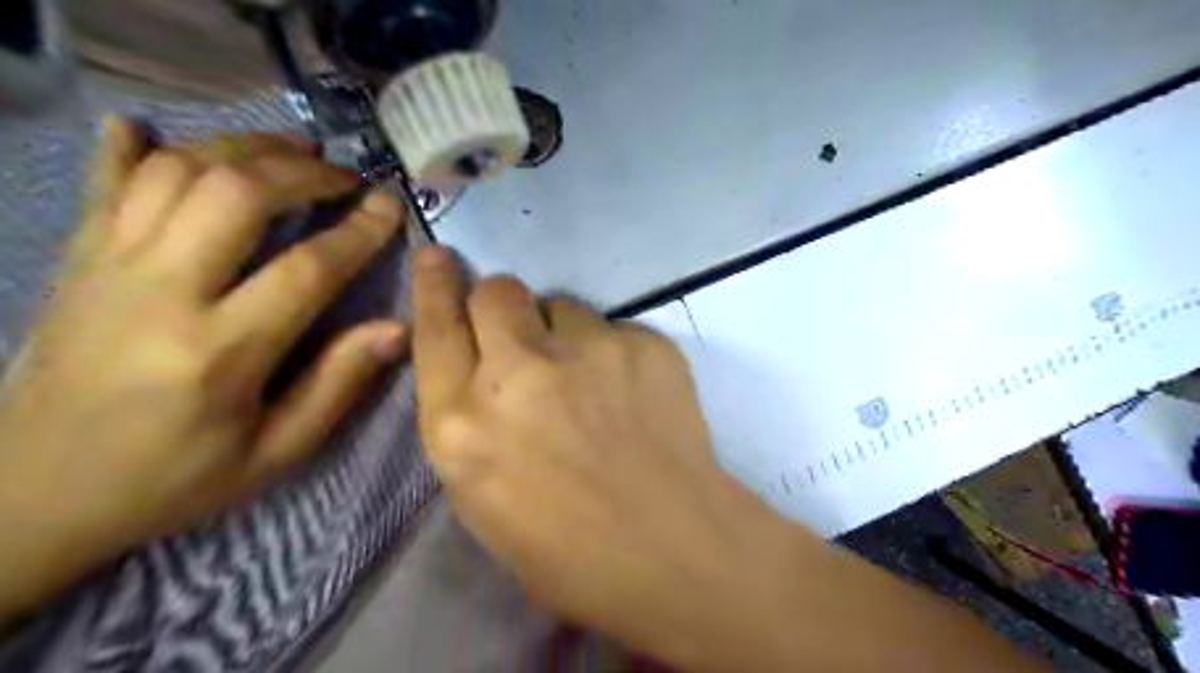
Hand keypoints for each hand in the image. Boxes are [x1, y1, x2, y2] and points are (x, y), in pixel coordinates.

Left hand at [0, 117, 407, 618]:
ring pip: (176, 173)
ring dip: (241, 148)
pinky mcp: (77, 261)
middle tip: (343, 175)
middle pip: (235, 195)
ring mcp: (108, 268)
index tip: (390, 205)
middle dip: (301, 173)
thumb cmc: (175, 478)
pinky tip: (152, 128)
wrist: (32, 495)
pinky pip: (104, 184)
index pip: (306, 269)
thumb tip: (398, 328)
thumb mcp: (277, 451)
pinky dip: (131, 147)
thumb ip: (339, 384)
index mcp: (220, 352)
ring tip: (290, 151)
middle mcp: (160, 293)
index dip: (358, 231)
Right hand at [409, 250, 795, 670]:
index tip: (437, 256)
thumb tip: (482, 370)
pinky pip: (614, 328)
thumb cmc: (567, 551)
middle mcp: (517, 371)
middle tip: (524, 337)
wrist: (672, 550)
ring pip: (561, 305)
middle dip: (503, 306)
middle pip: (497, 291)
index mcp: (462, 423)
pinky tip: (633, 395)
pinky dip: (614, 353)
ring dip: (564, 332)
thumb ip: (470, 422)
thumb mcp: (482, 499)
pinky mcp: (643, 343)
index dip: (433, 285)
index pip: (435, 328)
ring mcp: (586, 350)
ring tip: (590, 380)